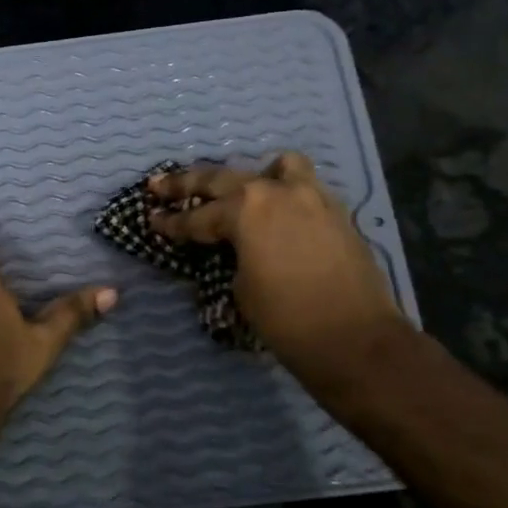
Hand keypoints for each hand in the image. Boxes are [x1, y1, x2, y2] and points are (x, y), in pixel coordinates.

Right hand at [149, 152, 408, 383]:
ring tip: (242, 191)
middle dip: (187, 185)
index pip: (196, 216)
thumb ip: (232, 254)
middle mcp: (276, 192)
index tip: (151, 219)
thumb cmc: (287, 320)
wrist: (356, 340)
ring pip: (277, 167)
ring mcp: (311, 196)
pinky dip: (286, 193)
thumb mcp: (241, 287)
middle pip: (223, 179)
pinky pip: (304, 187)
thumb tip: (233, 247)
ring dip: (253, 176)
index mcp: (245, 210)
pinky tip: (278, 213)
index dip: (170, 223)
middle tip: (160, 186)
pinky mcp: (336, 211)